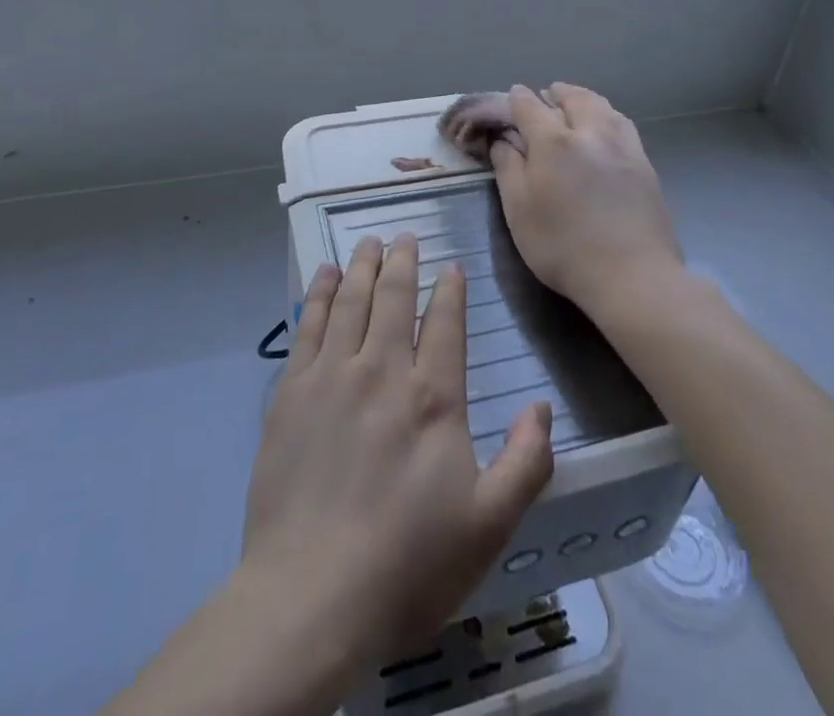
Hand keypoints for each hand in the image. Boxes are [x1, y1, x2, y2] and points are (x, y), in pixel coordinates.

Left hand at [241, 233, 554, 670]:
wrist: (310, 597)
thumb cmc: (407, 565)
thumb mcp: (488, 526)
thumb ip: (525, 462)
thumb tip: (542, 407)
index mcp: (433, 397)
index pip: (445, 323)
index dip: (450, 290)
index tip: (451, 267)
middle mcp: (382, 371)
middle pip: (394, 298)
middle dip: (403, 261)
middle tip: (405, 236)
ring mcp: (332, 377)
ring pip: (351, 300)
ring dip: (362, 266)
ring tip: (369, 242)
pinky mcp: (291, 392)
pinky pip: (308, 325)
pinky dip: (318, 293)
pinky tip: (323, 275)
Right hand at [489, 83, 683, 320]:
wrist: (632, 276)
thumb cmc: (563, 247)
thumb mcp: (519, 211)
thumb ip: (508, 168)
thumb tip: (503, 139)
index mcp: (553, 141)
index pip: (530, 105)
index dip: (517, 99)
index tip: (512, 98)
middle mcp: (590, 132)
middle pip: (573, 97)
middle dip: (556, 93)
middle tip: (545, 97)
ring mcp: (623, 145)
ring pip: (602, 106)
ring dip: (583, 100)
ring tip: (574, 106)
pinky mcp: (644, 163)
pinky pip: (622, 124)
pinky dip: (607, 116)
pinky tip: (605, 129)